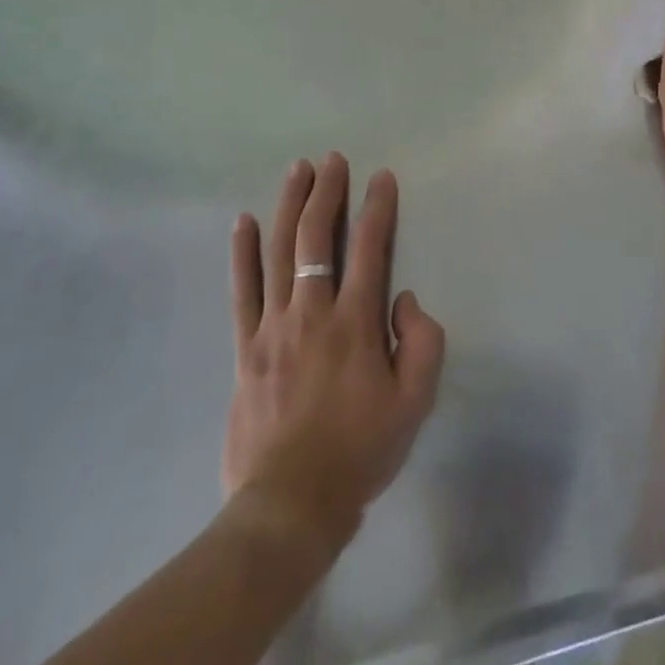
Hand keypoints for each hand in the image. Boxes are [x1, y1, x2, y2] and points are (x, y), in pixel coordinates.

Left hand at [224, 154, 445, 550]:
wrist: (291, 504)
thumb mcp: (415, 402)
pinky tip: (244, 221)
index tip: (381, 177)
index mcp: (356, 322)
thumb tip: (403, 298)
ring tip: (297, 170)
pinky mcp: (246, 347)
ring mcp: (273, 327)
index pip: (370, 248)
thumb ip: (422, 342)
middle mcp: (313, 312)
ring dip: (290, 206)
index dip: (378, 208)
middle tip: (332, 160)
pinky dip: (243, 253)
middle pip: (318, 237)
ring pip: (280, 251)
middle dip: (328, 192)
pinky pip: (242, 290)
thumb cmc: (360, 450)